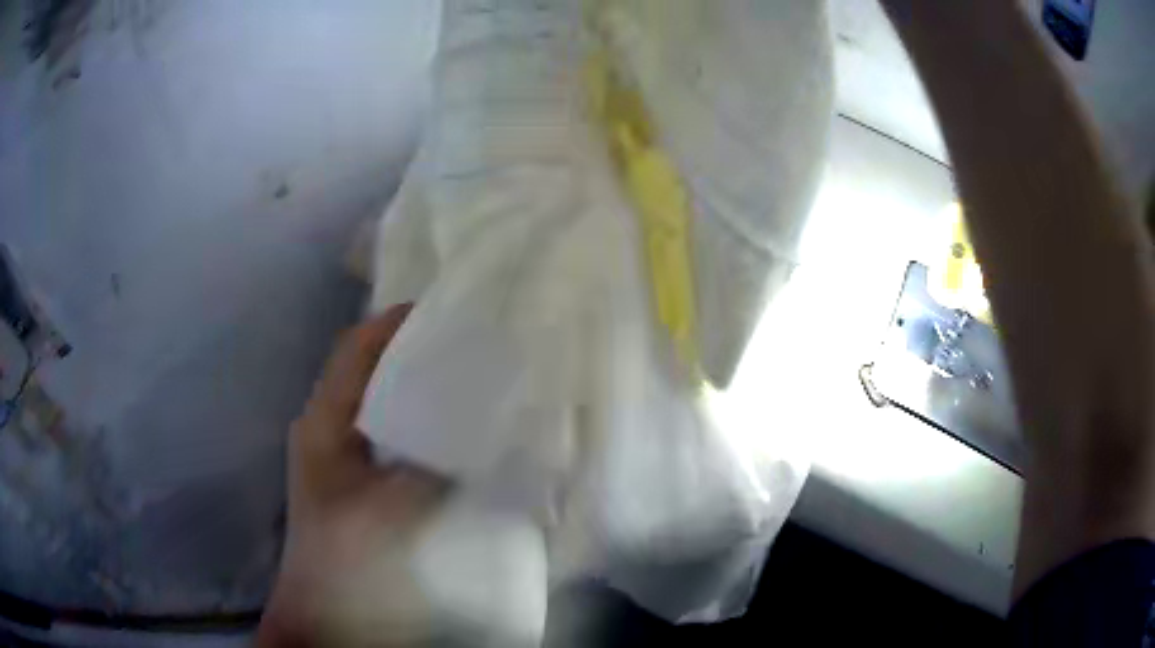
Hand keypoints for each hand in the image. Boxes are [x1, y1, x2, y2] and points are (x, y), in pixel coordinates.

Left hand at [258, 304, 448, 646]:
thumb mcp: (391, 510)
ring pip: (373, 393)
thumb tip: (477, 431)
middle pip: (364, 365)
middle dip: (407, 345)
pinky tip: (441, 423)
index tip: (443, 311)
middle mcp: (324, 424)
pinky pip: (381, 424)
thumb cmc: (346, 554)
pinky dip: (409, 412)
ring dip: (409, 378)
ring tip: (456, 372)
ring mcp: (334, 448)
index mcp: (324, 422)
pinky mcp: (349, 471)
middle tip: (460, 339)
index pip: (355, 350)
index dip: (394, 323)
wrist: (324, 603)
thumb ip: (434, 469)